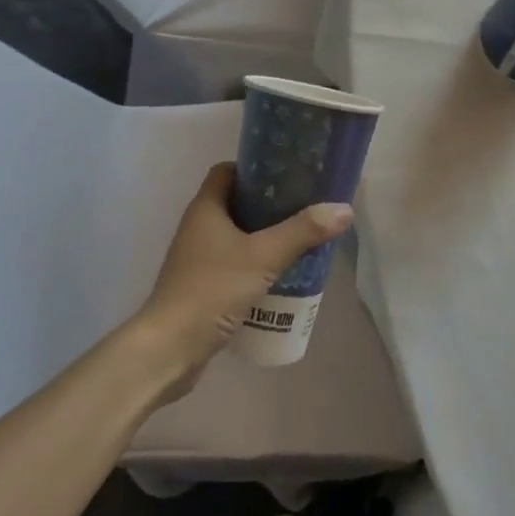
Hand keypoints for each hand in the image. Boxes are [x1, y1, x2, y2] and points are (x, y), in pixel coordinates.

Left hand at [131, 164, 351, 401]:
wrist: (170, 347)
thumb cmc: (213, 289)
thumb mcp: (264, 256)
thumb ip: (303, 231)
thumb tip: (344, 208)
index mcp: (206, 208)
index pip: (227, 171)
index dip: (254, 169)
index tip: (286, 175)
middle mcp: (197, 226)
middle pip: (234, 203)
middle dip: (267, 205)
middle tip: (302, 208)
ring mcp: (196, 258)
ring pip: (234, 235)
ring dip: (262, 236)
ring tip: (297, 240)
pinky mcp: (200, 285)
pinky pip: (232, 262)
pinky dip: (253, 263)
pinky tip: (279, 275)